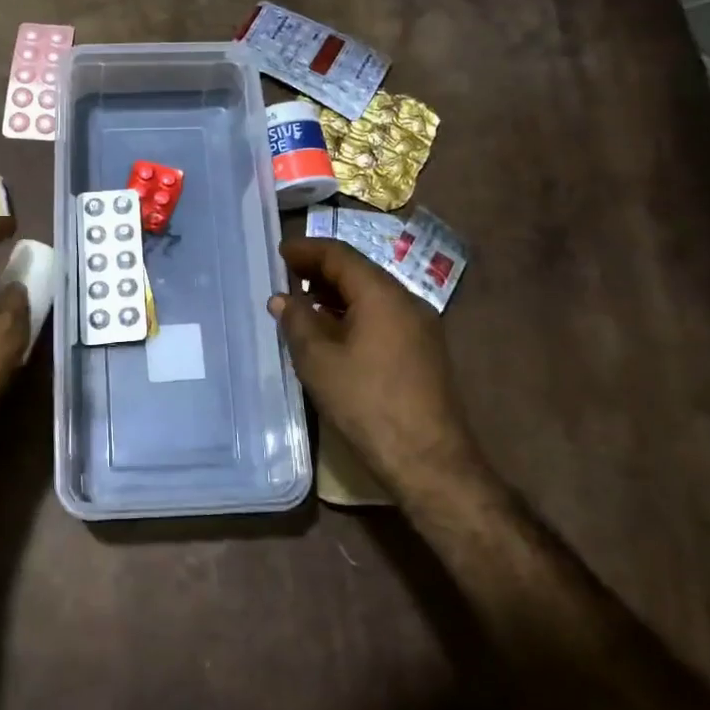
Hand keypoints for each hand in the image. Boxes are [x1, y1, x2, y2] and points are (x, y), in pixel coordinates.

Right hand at [268, 237, 484, 487]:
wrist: (428, 459)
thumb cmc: (367, 403)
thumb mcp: (318, 361)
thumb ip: (297, 322)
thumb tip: (283, 298)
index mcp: (381, 294)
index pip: (340, 255)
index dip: (308, 249)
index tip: (281, 251)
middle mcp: (406, 301)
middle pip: (359, 272)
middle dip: (321, 270)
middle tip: (288, 275)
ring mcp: (420, 327)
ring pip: (372, 296)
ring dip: (336, 294)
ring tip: (304, 304)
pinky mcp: (423, 351)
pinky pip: (383, 317)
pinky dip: (353, 314)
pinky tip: (333, 333)